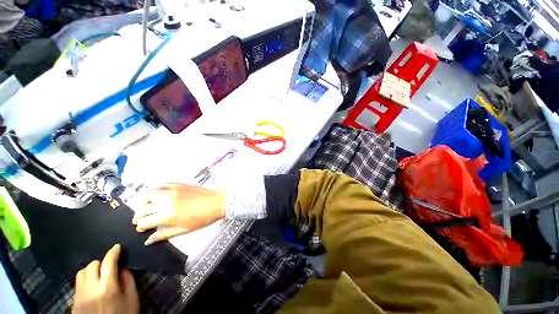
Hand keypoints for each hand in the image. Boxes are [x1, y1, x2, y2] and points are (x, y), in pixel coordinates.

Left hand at [73, 244, 138, 313]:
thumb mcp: (132, 298)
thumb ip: (128, 281)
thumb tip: (123, 268)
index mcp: (107, 286)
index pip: (108, 262)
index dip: (113, 252)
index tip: (117, 247)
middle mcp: (91, 288)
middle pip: (92, 265)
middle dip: (101, 262)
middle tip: (108, 266)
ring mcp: (80, 295)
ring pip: (81, 273)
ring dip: (91, 270)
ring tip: (98, 275)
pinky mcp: (74, 302)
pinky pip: (77, 285)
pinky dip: (85, 280)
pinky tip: (91, 287)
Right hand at [132, 184, 225, 244]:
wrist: (217, 202)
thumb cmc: (202, 218)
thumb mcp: (183, 230)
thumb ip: (164, 235)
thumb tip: (147, 241)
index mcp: (166, 215)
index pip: (144, 221)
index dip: (140, 227)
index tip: (141, 229)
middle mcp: (165, 201)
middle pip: (142, 208)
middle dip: (138, 216)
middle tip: (141, 220)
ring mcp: (171, 190)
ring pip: (147, 193)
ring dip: (143, 202)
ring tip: (146, 207)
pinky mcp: (177, 184)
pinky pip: (160, 185)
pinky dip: (155, 191)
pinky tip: (158, 196)